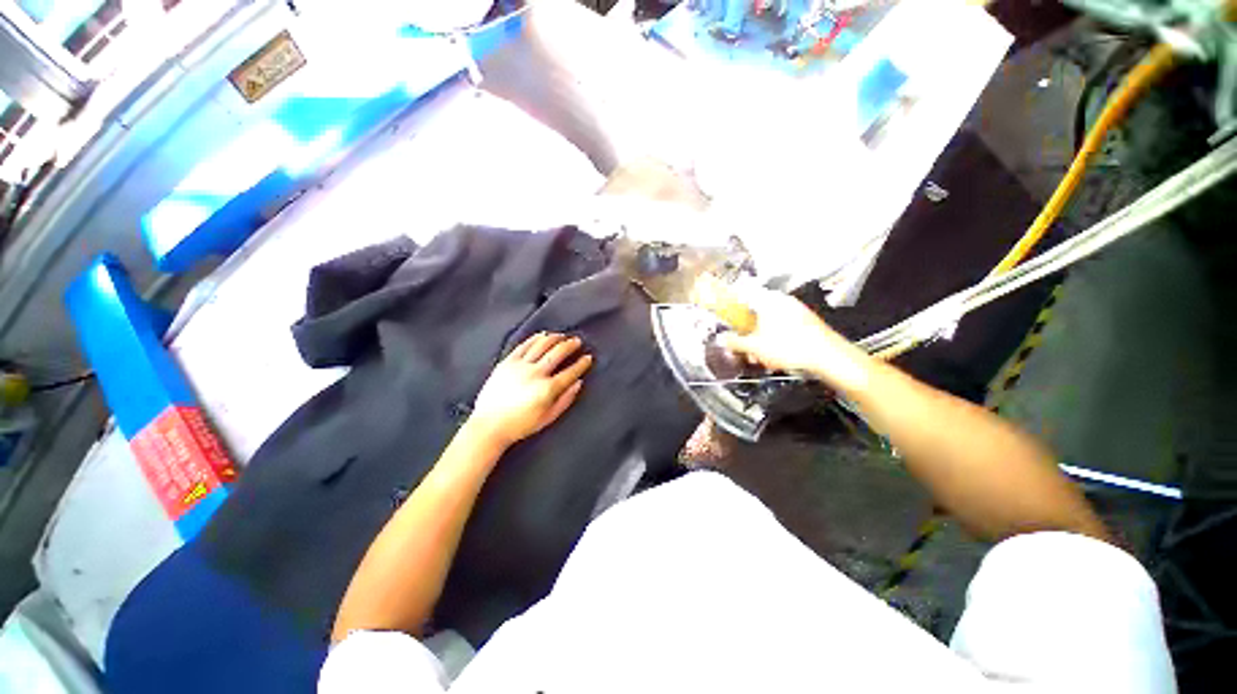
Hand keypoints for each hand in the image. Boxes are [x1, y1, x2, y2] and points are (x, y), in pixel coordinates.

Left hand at [471, 333, 592, 447]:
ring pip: (541, 345)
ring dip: (554, 338)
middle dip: (570, 345)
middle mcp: (535, 374)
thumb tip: (578, 383)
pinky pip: (523, 346)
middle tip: (577, 341)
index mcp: (547, 389)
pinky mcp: (507, 362)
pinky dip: (535, 338)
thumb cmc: (521, 425)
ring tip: (562, 336)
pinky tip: (543, 335)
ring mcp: (520, 366)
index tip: (588, 357)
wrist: (489, 426)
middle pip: (557, 353)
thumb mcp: (548, 418)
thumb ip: (565, 400)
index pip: (570, 372)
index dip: (582, 364)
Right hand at [718, 286, 860, 382]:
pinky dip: (776, 340)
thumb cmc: (792, 347)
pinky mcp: (806, 322)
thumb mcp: (754, 346)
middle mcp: (782, 300)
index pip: (742, 294)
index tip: (725, 315)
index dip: (731, 305)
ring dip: (761, 339)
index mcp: (768, 300)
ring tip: (761, 357)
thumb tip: (723, 339)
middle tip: (746, 347)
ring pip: (769, 322)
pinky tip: (777, 357)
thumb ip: (734, 341)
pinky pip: (783, 327)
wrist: (828, 356)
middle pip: (755, 313)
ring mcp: (796, 310)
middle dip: (748, 333)